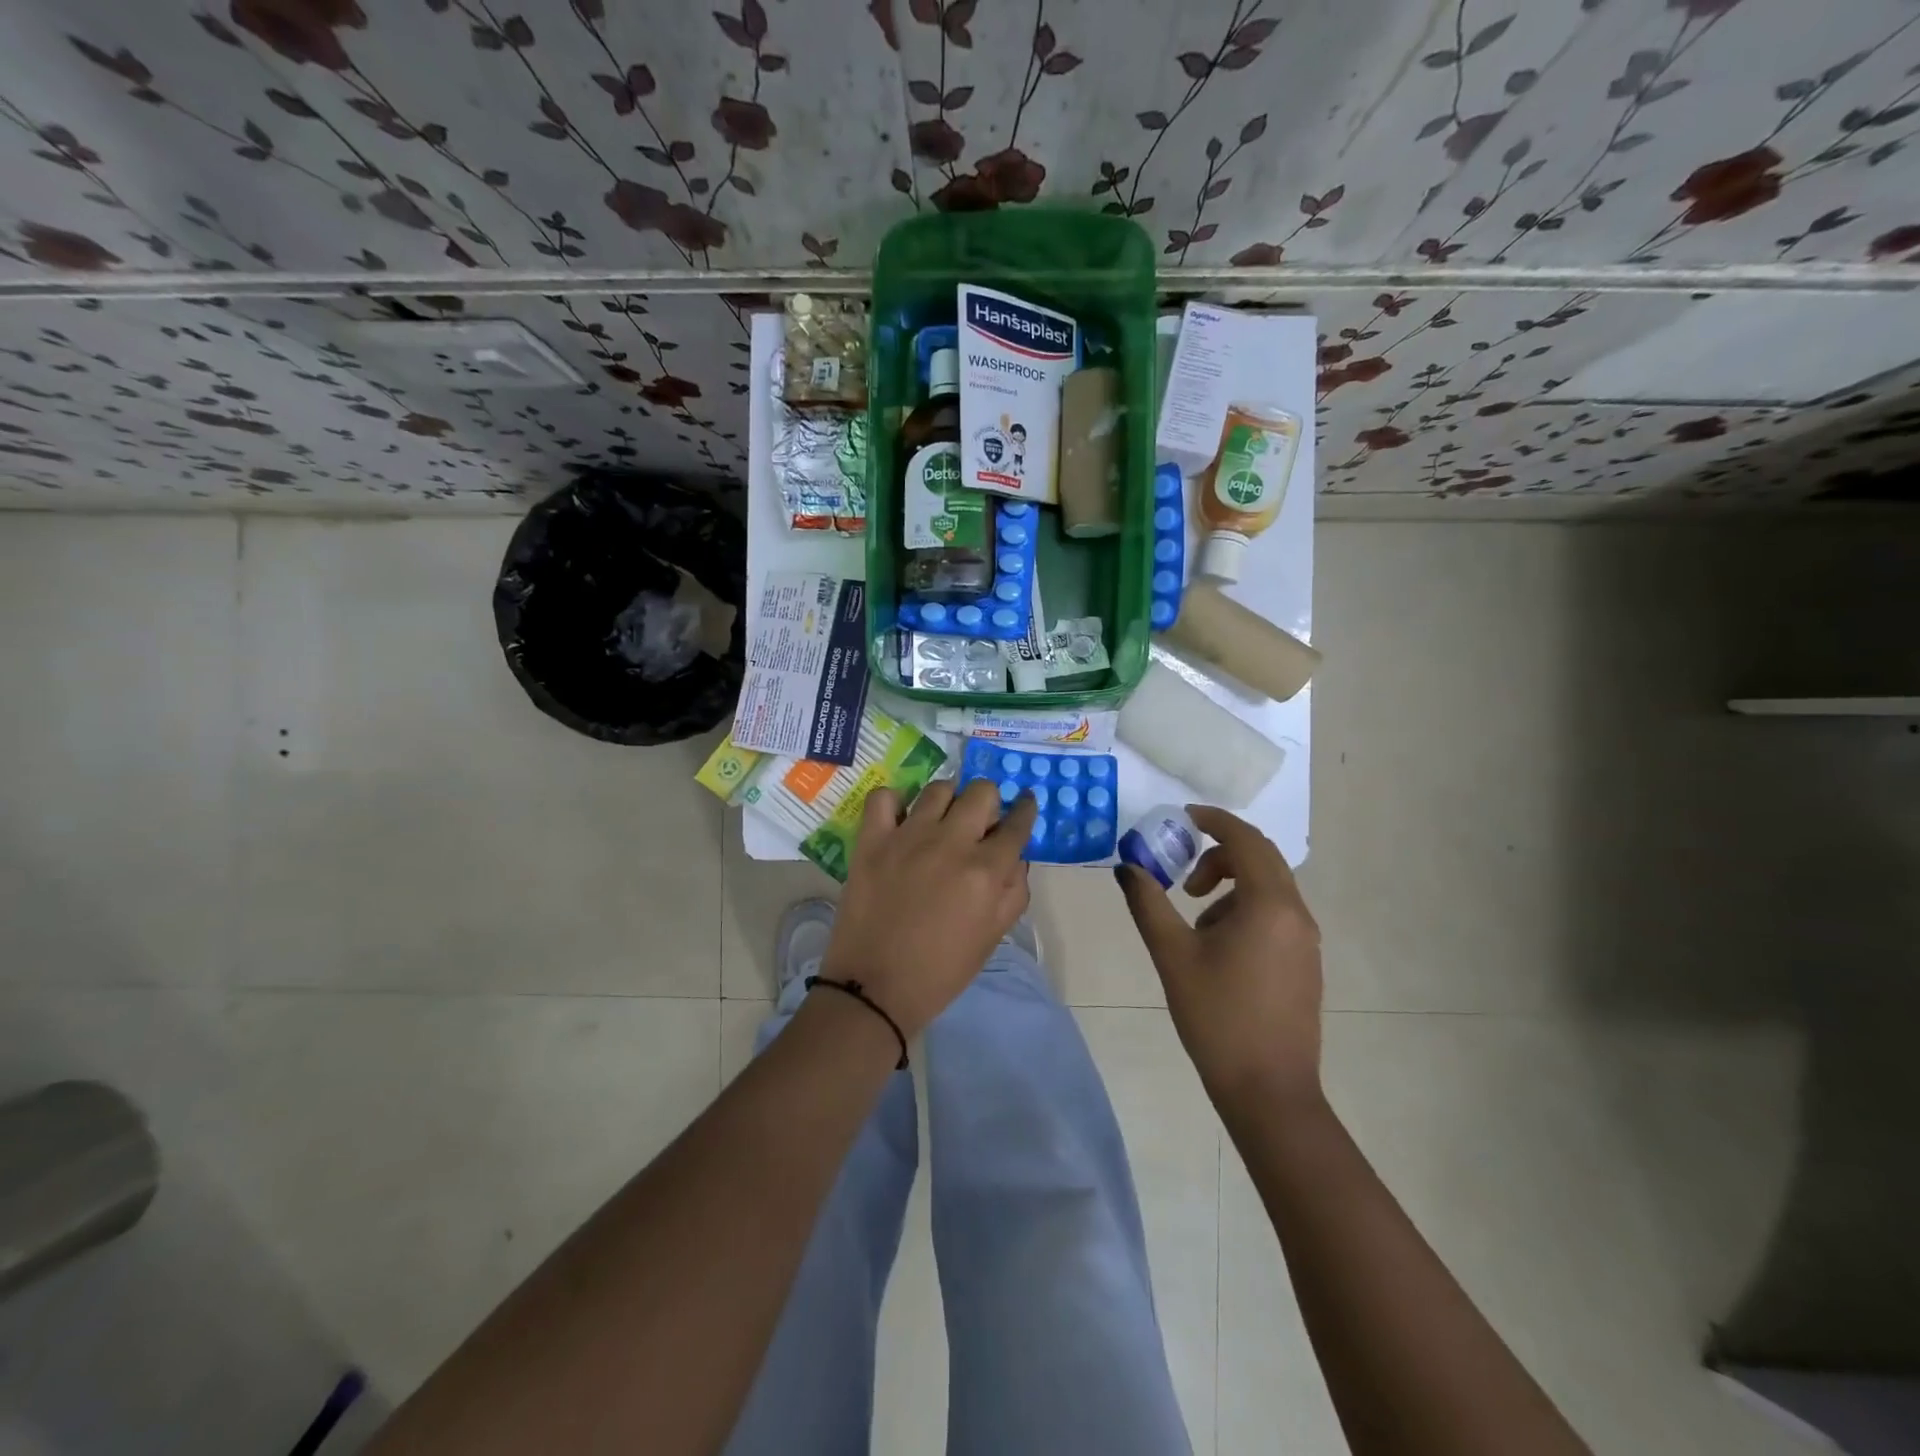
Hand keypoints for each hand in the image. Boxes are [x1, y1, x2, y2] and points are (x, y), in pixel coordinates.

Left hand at [821, 779, 1037, 1037]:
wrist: (875, 988)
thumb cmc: (941, 971)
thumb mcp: (993, 937)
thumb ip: (1014, 892)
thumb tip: (1016, 857)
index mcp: (986, 870)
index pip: (1017, 823)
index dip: (1025, 810)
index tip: (1024, 804)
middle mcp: (951, 843)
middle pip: (981, 791)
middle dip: (988, 802)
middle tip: (979, 821)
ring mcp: (908, 837)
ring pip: (938, 788)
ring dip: (948, 800)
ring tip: (941, 819)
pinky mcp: (872, 840)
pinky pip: (883, 796)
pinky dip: (894, 801)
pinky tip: (900, 819)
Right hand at [1116, 806, 1323, 1108]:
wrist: (1268, 1090)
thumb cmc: (1217, 1016)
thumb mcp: (1172, 955)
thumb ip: (1148, 903)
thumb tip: (1127, 868)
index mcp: (1269, 904)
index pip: (1244, 840)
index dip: (1213, 820)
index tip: (1183, 816)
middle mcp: (1296, 913)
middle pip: (1260, 859)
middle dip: (1218, 854)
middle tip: (1183, 875)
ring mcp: (1306, 939)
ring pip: (1268, 887)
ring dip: (1229, 885)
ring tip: (1196, 924)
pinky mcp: (1305, 962)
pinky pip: (1275, 913)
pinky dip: (1244, 908)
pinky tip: (1219, 948)